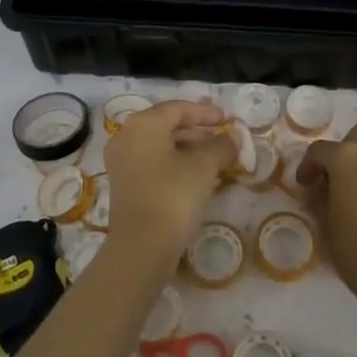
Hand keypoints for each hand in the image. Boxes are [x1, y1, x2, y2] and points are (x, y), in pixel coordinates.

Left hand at [103, 101, 236, 257]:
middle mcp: (126, 136)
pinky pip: (152, 163)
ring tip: (214, 158)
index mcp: (143, 124)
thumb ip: (221, 146)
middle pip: (166, 125)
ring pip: (159, 145)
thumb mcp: (204, 167)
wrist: (141, 248)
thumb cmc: (174, 196)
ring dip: (187, 148)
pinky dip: (174, 163)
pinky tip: (196, 176)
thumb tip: (235, 135)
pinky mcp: (123, 184)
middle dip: (197, 131)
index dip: (204, 112)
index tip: (226, 119)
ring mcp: (121, 162)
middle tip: (222, 138)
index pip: (177, 108)